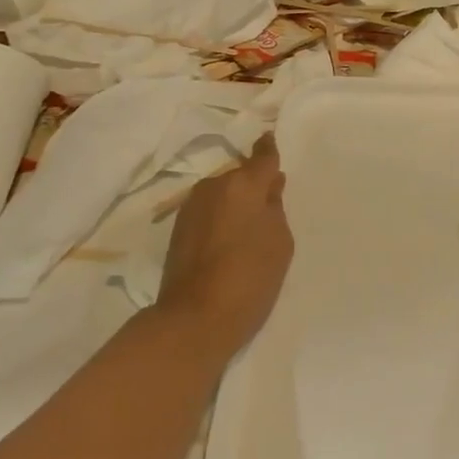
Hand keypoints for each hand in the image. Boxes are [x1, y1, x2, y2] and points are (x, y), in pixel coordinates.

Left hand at [157, 135, 293, 354]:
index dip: (269, 149)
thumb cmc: (250, 278)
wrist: (195, 318)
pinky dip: (219, 218)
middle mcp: (214, 186)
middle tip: (269, 206)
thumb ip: (275, 208)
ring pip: (222, 194)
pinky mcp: (178, 228)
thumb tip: (268, 189)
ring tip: (248, 229)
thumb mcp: (280, 242)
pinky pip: (208, 211)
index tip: (271, 140)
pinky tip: (228, 241)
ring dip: (234, 203)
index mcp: (243, 185)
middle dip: (253, 185)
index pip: (262, 157)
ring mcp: (191, 206)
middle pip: (240, 177)